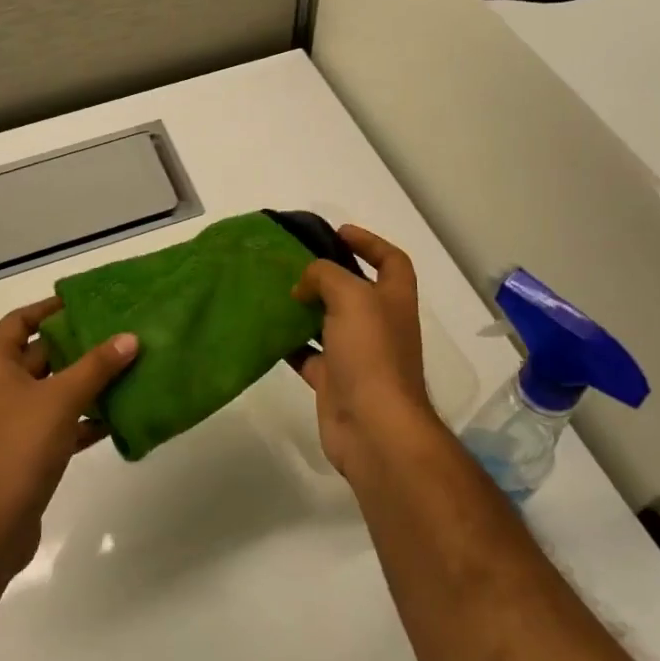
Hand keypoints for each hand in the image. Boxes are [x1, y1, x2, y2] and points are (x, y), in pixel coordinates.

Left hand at [0, 297, 137, 576]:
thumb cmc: (17, 447)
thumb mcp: (60, 399)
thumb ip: (96, 367)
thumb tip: (130, 338)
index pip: (18, 322)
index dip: (48, 308)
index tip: (84, 302)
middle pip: (39, 355)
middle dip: (76, 345)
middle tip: (116, 332)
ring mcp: (9, 423)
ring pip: (52, 392)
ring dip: (85, 383)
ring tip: (126, 368)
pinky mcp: (24, 454)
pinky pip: (58, 425)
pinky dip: (83, 419)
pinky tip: (116, 416)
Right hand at [291, 225, 444, 478]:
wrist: (374, 428)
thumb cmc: (371, 353)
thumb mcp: (351, 296)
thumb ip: (325, 275)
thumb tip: (304, 285)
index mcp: (393, 299)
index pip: (391, 261)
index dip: (369, 242)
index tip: (337, 232)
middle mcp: (379, 324)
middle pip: (355, 290)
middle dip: (327, 274)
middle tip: (293, 262)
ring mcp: (357, 355)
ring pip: (328, 322)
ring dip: (304, 307)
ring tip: (273, 291)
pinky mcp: (334, 381)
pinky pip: (308, 355)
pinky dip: (289, 343)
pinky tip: (266, 330)